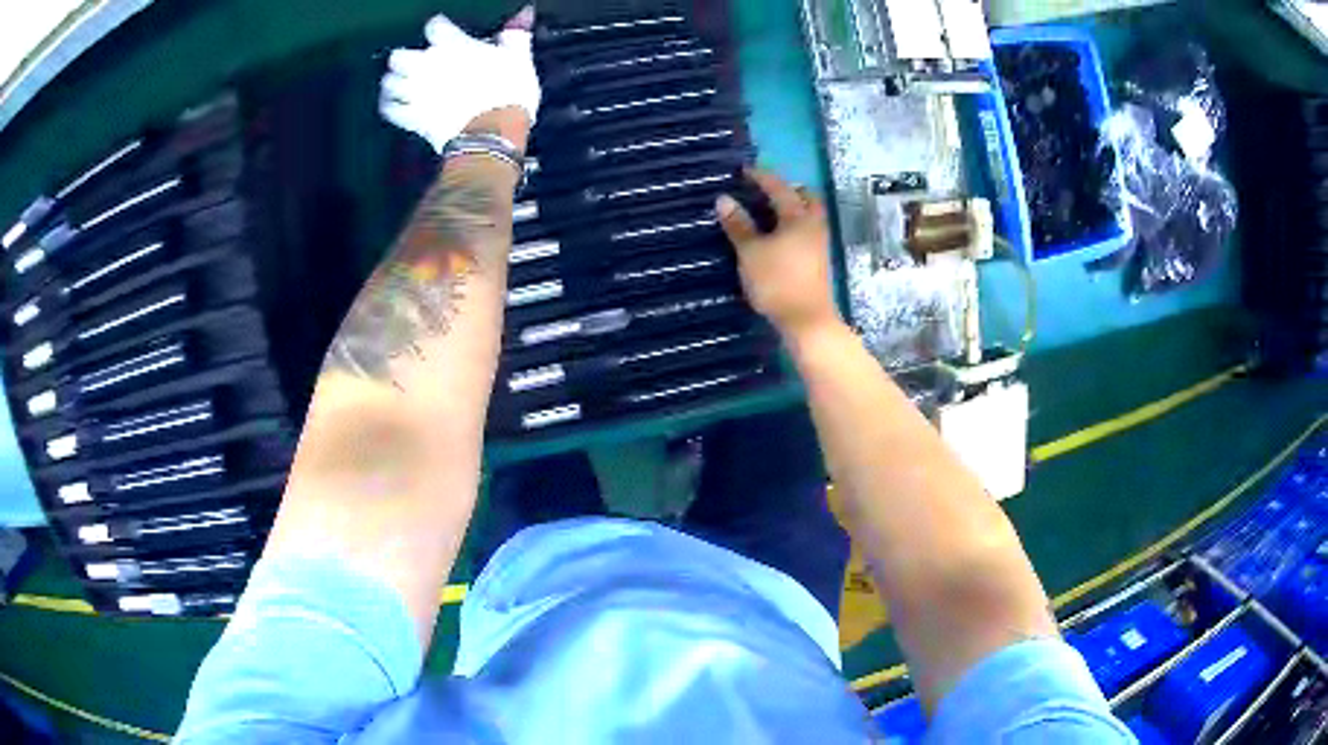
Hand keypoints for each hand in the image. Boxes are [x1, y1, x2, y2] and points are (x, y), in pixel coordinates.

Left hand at [380, 6, 539, 153]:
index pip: (434, 26)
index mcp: (452, 45)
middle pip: (398, 55)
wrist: (493, 133)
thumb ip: (515, 36)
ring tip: (400, 83)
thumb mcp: (519, 59)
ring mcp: (415, 92)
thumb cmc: (508, 93)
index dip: (437, 28)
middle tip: (414, 61)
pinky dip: (390, 107)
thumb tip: (521, 16)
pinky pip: (390, 110)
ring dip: (393, 82)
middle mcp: (427, 65)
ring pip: (389, 82)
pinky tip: (394, 105)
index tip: (442, 31)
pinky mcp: (411, 117)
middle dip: (404, 58)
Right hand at [717, 170, 841, 341]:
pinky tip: (778, 235)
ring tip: (769, 212)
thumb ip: (738, 225)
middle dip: (788, 190)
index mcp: (798, 217)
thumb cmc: (777, 282)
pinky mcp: (818, 261)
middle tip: (766, 190)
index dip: (760, 177)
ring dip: (792, 208)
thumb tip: (723, 199)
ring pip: (809, 215)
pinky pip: (807, 231)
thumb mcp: (750, 252)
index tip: (743, 170)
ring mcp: (819, 244)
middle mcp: (813, 225)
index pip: (779, 188)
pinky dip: (794, 225)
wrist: (806, 321)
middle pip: (806, 198)